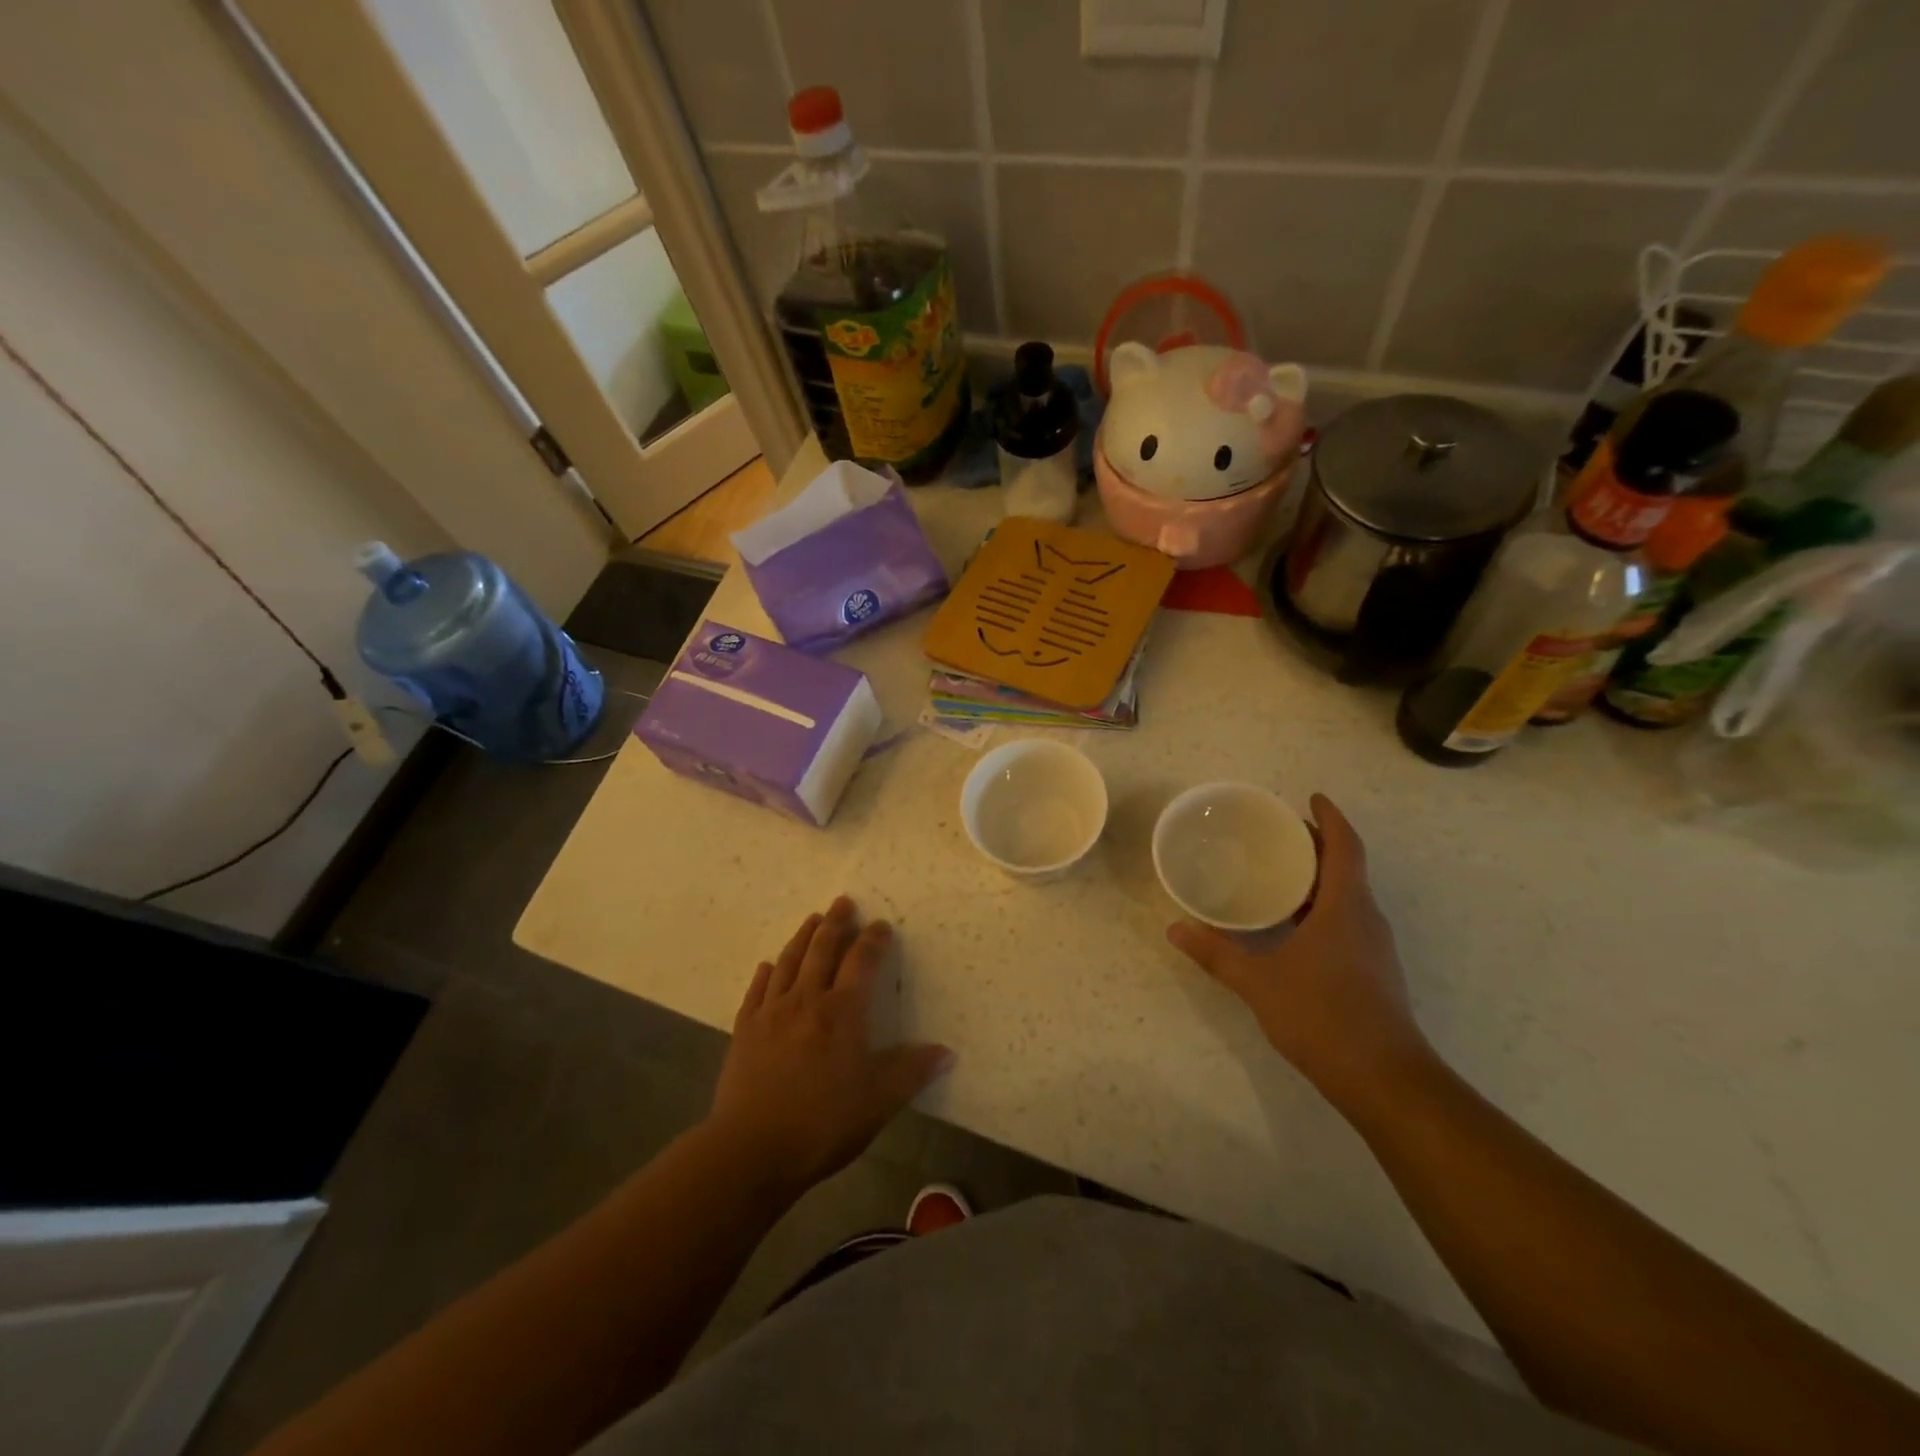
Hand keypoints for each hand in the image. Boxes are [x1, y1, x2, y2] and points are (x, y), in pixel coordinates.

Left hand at [708, 897, 953, 1198]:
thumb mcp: (879, 1101)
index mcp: (842, 1012)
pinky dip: (765, 973)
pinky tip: (767, 965)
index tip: (881, 924)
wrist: (751, 1150)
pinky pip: (756, 991)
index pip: (862, 962)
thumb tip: (947, 1052)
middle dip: (835, 924)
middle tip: (843, 901)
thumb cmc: (823, 1124)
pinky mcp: (744, 1031)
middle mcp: (807, 1001)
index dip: (873, 941)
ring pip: (788, 962)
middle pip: (821, 951)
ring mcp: (771, 1013)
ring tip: (812, 919)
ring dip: (802, 937)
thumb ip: (912, 1071)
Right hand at [1167, 795, 1432, 1120]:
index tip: (1311, 797)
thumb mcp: (1259, 982)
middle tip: (1277, 833)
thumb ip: (1217, 953)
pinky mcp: (1373, 972)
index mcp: (1346, 907)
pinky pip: (1346, 921)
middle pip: (1346, 867)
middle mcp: (1366, 919)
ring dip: (1318, 878)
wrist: (1385, 1081)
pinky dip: (1320, 907)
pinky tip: (1291, 926)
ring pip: (1347, 896)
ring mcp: (1373, 947)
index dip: (1330, 818)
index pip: (1345, 847)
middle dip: (1317, 845)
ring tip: (1277, 873)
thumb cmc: (1323, 1016)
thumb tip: (1175, 928)